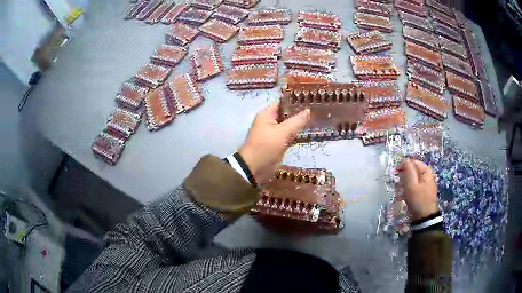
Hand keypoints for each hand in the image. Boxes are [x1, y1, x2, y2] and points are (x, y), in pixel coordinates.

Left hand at [238, 101, 309, 183]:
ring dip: (301, 124)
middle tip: (317, 108)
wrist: (255, 168)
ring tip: (318, 119)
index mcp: (267, 115)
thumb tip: (308, 110)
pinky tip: (312, 132)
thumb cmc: (266, 146)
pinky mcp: (279, 144)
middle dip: (300, 112)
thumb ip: (296, 121)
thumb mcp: (282, 132)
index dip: (294, 100)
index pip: (282, 102)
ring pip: (290, 126)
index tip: (309, 98)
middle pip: (287, 114)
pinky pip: (291, 137)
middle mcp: (270, 122)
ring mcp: (275, 134)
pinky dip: (299, 135)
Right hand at [397, 158, 438, 221]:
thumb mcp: (411, 185)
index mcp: (425, 171)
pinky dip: (408, 190)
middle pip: (413, 171)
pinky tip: (404, 197)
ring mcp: (426, 185)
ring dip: (405, 184)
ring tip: (399, 192)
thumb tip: (406, 160)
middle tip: (397, 183)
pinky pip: (414, 187)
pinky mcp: (424, 193)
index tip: (395, 172)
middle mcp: (427, 176)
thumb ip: (408, 171)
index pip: (413, 162)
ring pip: (413, 180)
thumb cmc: (418, 200)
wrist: (425, 217)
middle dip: (404, 176)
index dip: (404, 165)